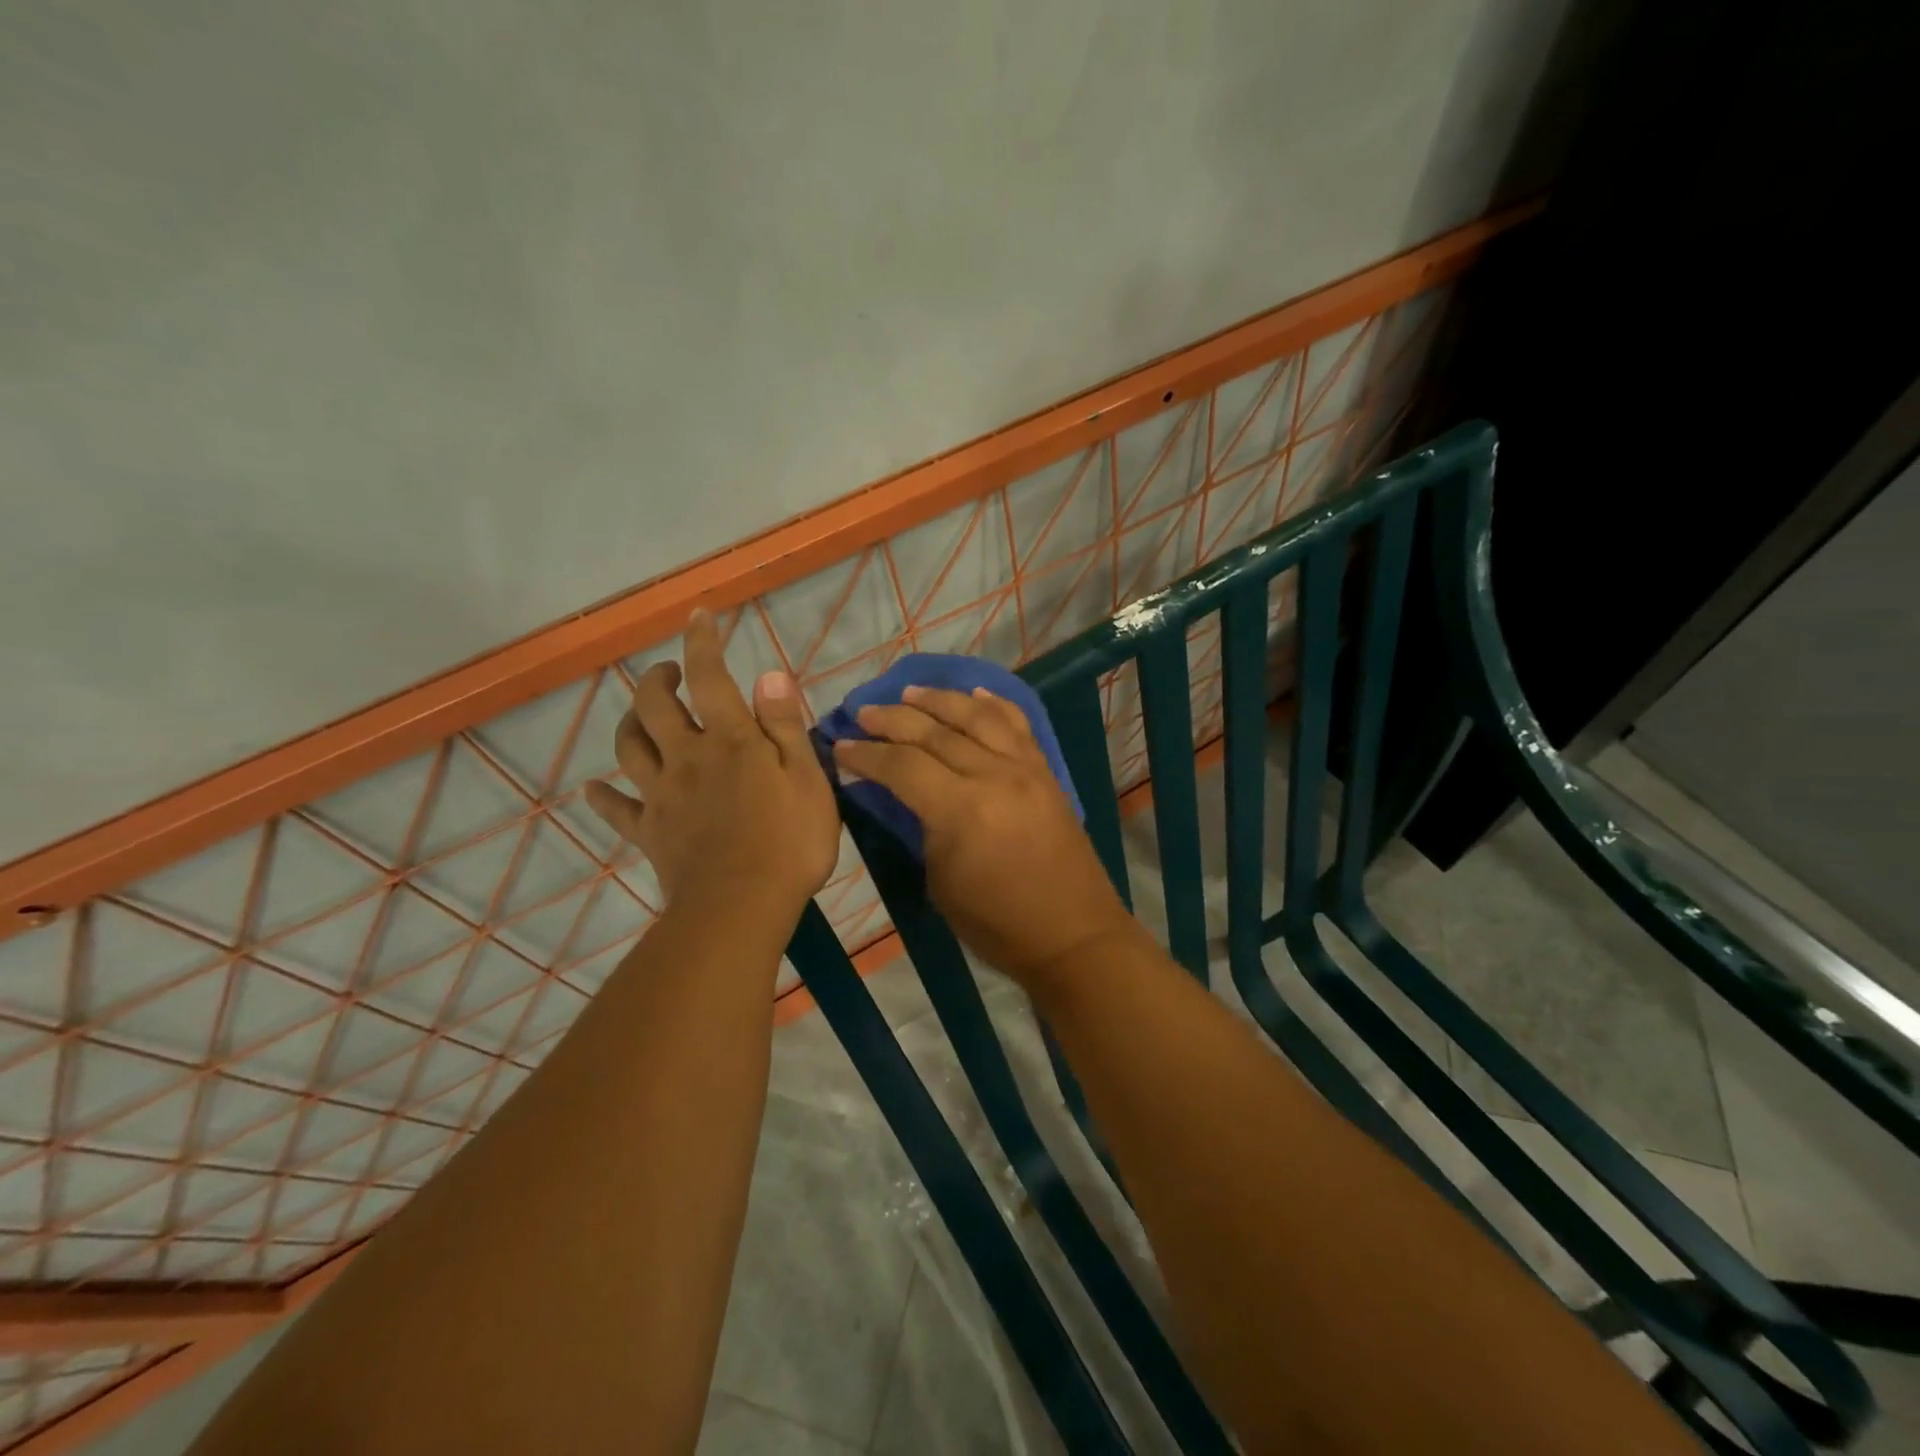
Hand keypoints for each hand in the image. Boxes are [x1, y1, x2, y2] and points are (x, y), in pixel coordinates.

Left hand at [584, 610, 839, 924]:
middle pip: (656, 706)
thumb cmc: (789, 841)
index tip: (698, 616)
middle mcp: (688, 757)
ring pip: (629, 747)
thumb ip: (785, 725)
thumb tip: (769, 673)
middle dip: (658, 678)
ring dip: (630, 722)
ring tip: (640, 714)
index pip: (710, 678)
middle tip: (668, 671)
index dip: (701, 642)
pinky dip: (603, 797)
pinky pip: (617, 810)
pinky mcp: (649, 832)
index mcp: (730, 740)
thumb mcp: (807, 778)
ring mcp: (662, 795)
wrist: (742, 906)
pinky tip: (596, 789)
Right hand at [832, 686, 1137, 984]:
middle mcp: (993, 775)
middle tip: (863, 712)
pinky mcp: (1045, 772)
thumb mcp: (939, 881)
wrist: (1072, 935)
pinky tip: (975, 692)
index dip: (866, 754)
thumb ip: (917, 827)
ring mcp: (1024, 769)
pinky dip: (994, 703)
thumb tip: (892, 791)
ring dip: (939, 700)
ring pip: (977, 717)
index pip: (902, 766)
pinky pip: (1018, 725)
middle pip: (934, 732)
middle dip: (893, 719)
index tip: (840, 746)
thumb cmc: (996, 923)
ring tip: (909, 692)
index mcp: (961, 810)